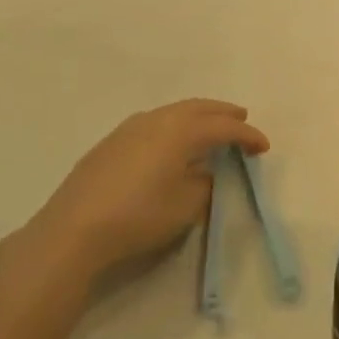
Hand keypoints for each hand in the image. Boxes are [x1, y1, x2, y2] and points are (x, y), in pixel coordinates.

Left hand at [16, 99, 268, 279]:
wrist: (74, 229)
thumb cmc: (140, 216)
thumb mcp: (186, 206)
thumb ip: (204, 184)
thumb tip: (204, 172)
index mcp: (182, 131)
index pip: (224, 128)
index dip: (247, 136)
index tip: (263, 147)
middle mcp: (158, 119)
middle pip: (199, 108)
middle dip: (223, 114)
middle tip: (241, 120)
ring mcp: (130, 128)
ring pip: (174, 112)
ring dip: (197, 116)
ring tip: (209, 127)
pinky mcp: (111, 142)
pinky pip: (154, 122)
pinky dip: (173, 125)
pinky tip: (171, 142)